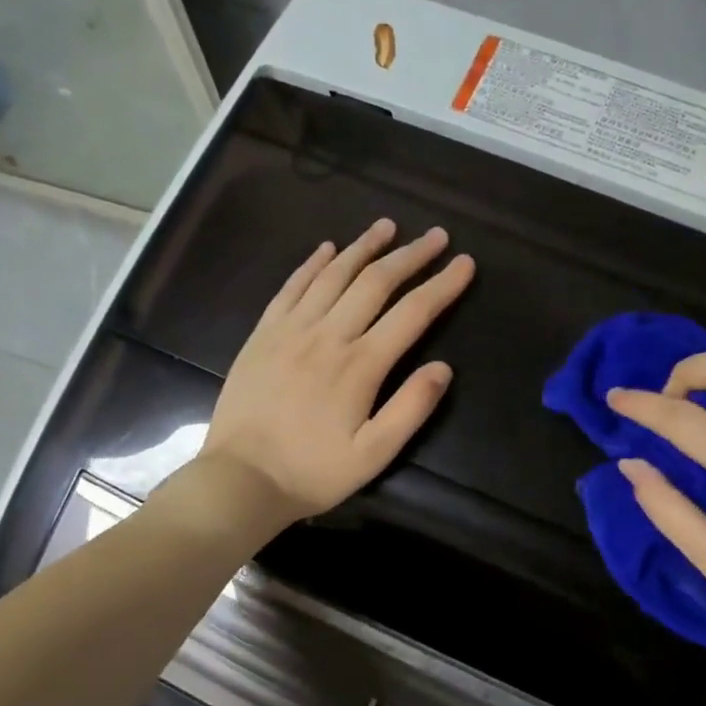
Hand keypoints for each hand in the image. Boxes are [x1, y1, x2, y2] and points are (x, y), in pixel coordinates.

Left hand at [202, 219, 474, 525]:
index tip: (464, 262)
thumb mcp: (374, 454)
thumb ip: (411, 408)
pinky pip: (291, 287)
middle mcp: (328, 335)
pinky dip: (312, 263)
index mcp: (360, 365)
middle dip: (410, 255)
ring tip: (387, 226)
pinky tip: (327, 249)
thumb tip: (443, 367)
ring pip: (333, 275)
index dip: (442, 285)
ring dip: (363, 247)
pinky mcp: (263, 334)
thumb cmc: (313, 471)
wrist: (241, 478)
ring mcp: (291, 330)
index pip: (412, 313)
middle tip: (436, 235)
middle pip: (375, 282)